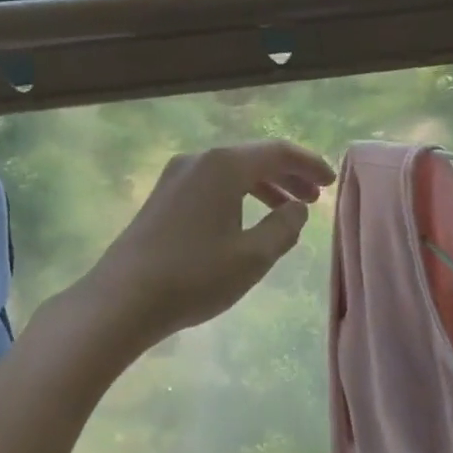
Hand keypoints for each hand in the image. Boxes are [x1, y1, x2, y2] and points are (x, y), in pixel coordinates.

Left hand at [86, 140, 335, 346]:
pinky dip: (239, 195)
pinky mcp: (163, 197)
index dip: (310, 164)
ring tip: (287, 210)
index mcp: (224, 165)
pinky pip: (212, 184)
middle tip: (315, 198)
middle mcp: (199, 160)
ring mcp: (176, 176)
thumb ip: (284, 227)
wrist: (121, 300)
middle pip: (254, 157)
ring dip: (264, 186)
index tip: (331, 182)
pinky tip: (247, 220)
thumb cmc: (194, 276)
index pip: (278, 151)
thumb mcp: (253, 256)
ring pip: (232, 172)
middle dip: (289, 175)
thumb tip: (296, 208)